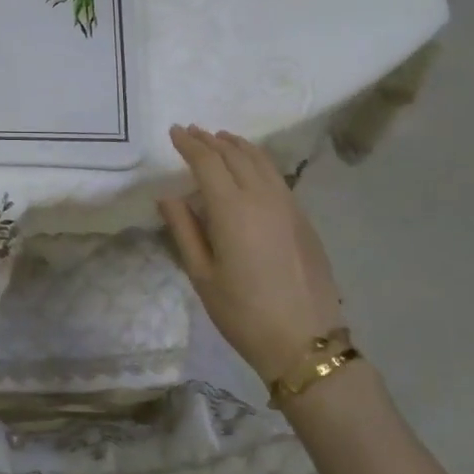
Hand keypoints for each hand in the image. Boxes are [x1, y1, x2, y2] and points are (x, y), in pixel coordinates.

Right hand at [158, 124, 343, 384]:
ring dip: (238, 146)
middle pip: (235, 155)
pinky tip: (251, 167)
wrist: (305, 341)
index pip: (207, 162)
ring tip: (221, 139)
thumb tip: (169, 197)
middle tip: (193, 132)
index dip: (189, 144)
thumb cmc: (243, 312)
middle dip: (211, 140)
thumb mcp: (202, 275)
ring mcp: (288, 206)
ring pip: (261, 161)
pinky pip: (276, 176)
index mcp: (232, 209)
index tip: (175, 132)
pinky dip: (258, 162)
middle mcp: (262, 197)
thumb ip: (184, 230)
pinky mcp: (303, 218)